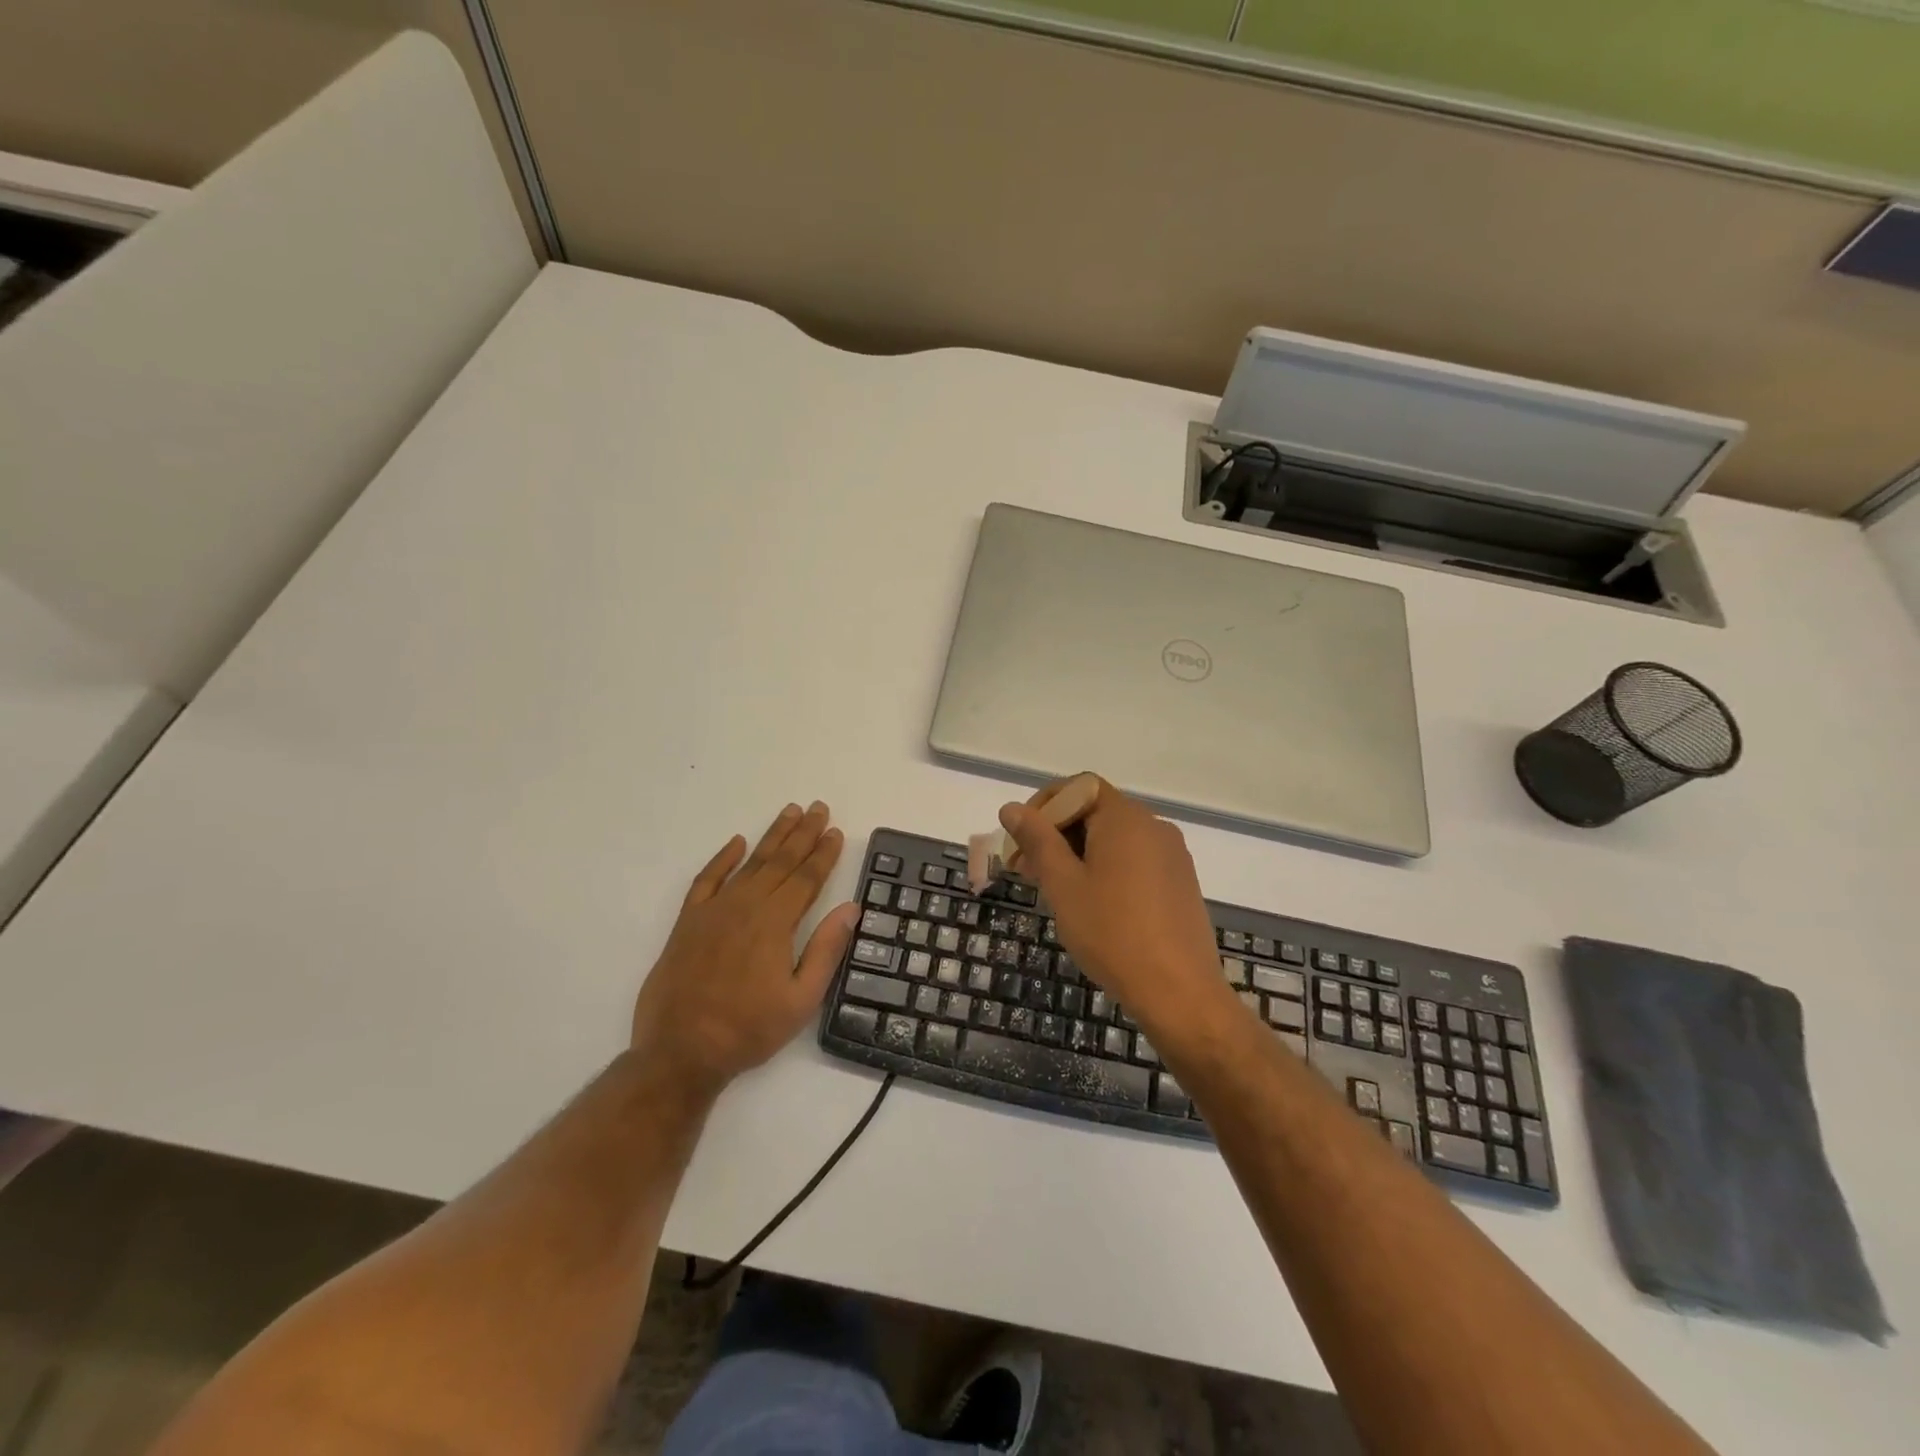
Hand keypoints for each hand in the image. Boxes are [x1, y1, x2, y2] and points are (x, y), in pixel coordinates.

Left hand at [630, 802, 855, 1096]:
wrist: (680, 1051)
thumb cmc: (748, 1029)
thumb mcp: (801, 1000)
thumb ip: (826, 950)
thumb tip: (851, 908)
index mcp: (776, 923)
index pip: (807, 878)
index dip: (824, 854)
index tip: (836, 831)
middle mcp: (746, 906)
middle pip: (781, 861)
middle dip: (803, 833)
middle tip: (818, 807)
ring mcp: (714, 910)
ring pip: (749, 863)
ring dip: (772, 836)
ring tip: (790, 812)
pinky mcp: (688, 921)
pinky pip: (707, 879)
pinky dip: (722, 858)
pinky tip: (736, 842)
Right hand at [998, 777, 1234, 1047]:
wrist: (1179, 993)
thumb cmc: (1112, 933)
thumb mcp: (1063, 884)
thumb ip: (1037, 840)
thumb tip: (1012, 808)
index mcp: (1125, 818)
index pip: (1078, 787)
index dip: (1044, 806)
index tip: (1021, 841)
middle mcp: (1153, 825)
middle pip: (1095, 811)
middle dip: (1056, 833)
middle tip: (1027, 872)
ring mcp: (1172, 854)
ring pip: (1114, 838)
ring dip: (1078, 853)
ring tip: (1056, 892)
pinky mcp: (1180, 881)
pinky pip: (1135, 859)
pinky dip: (1106, 868)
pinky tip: (1092, 905)